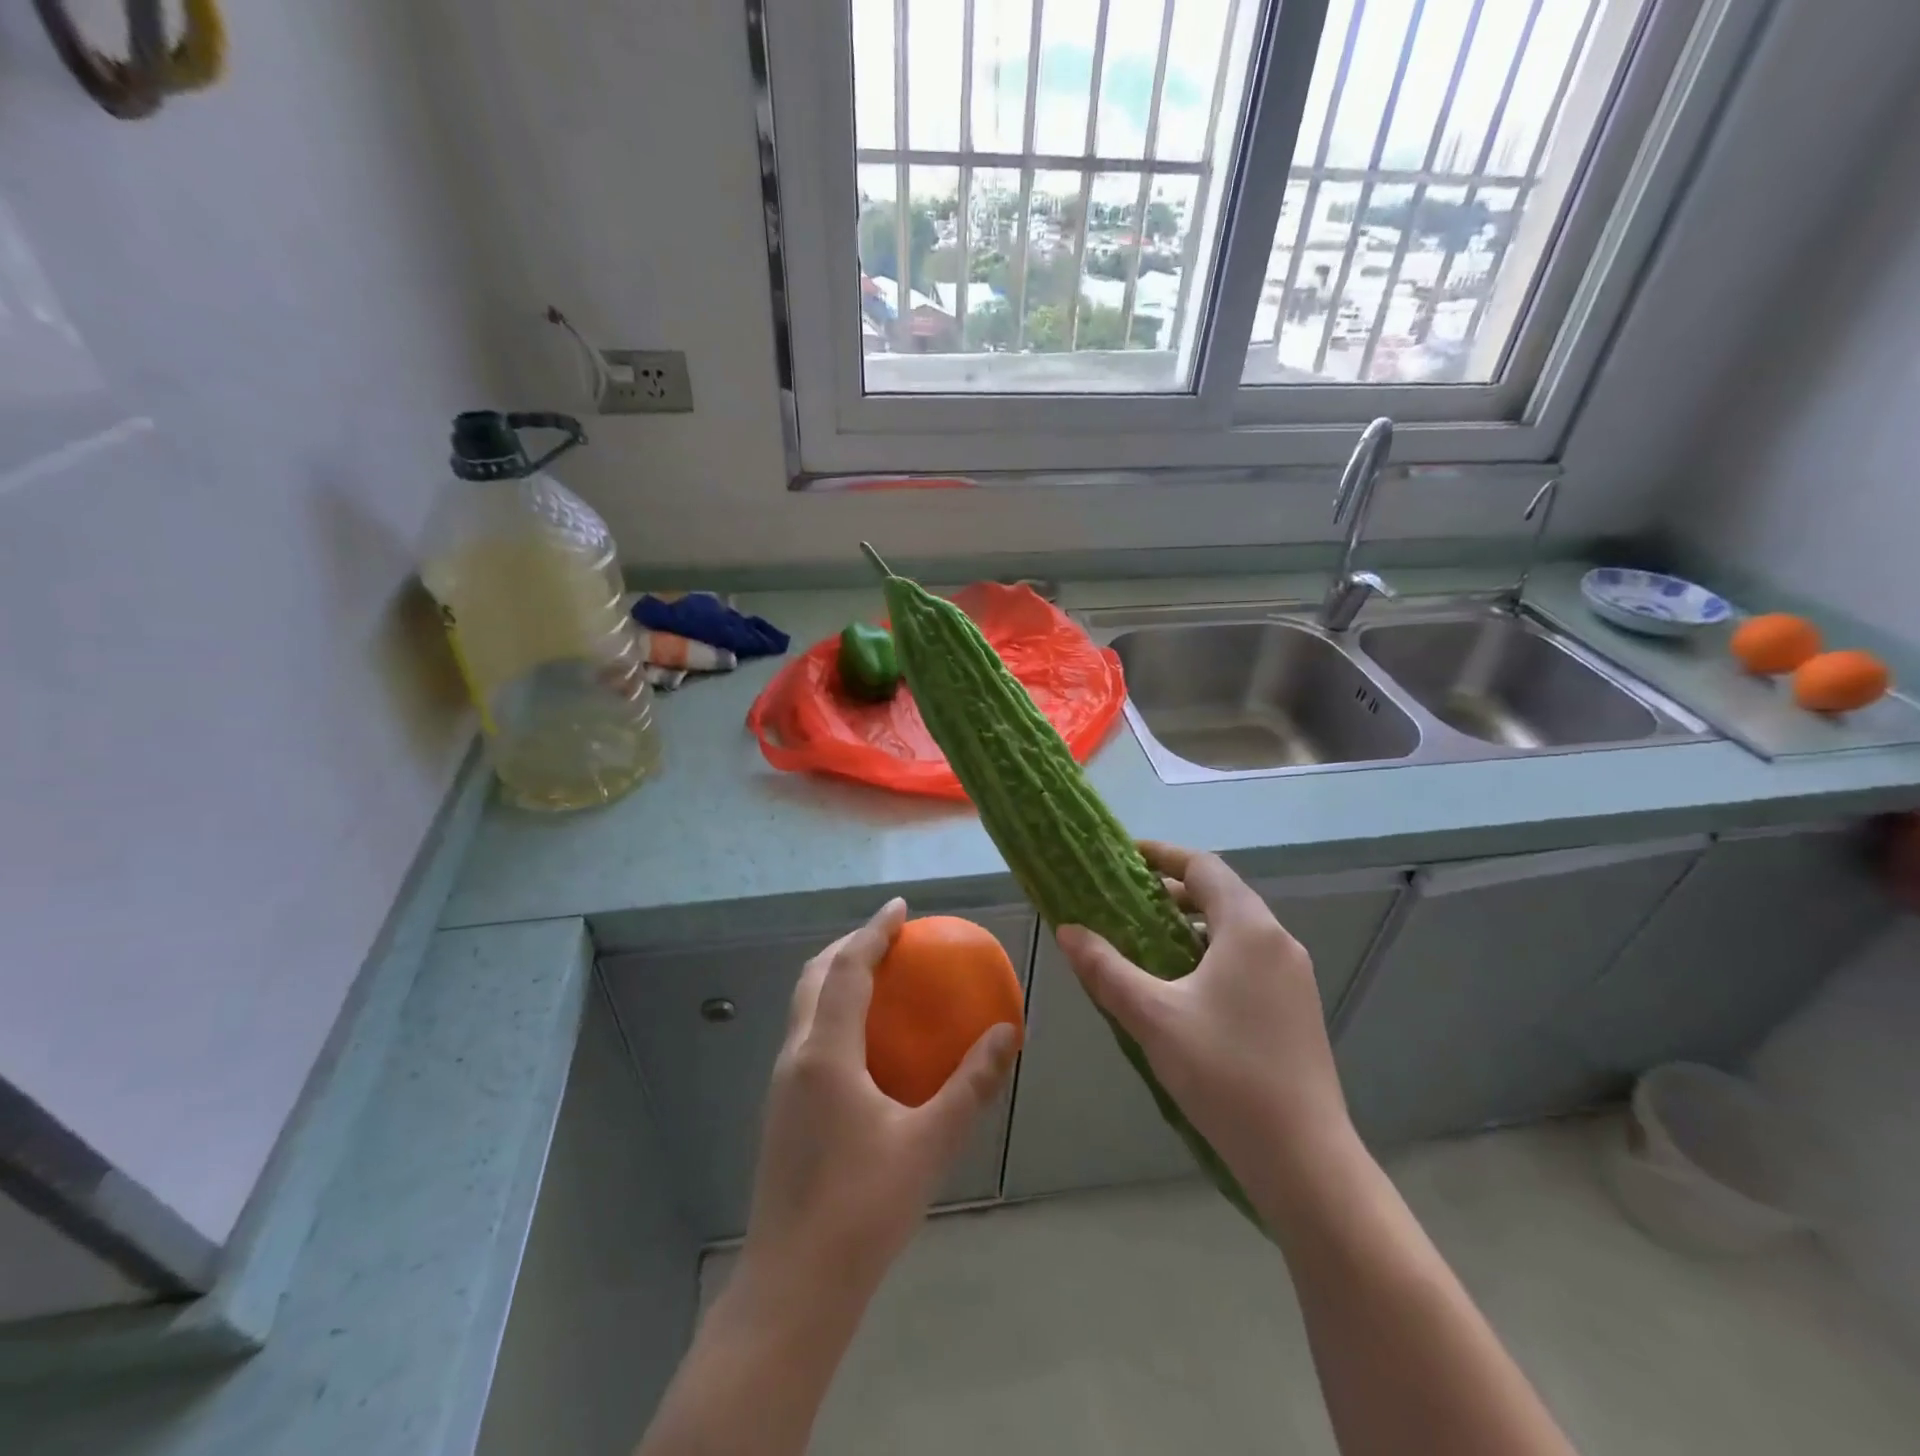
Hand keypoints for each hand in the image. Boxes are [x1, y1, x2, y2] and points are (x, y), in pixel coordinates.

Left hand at [738, 899, 1018, 1309]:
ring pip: (804, 1006)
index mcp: (826, 1053)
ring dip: (836, 978)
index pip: (848, 969)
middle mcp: (796, 1056)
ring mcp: (782, 1084)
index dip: (873, 931)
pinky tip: (866, 1043)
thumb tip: (1007, 1033)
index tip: (901, 908)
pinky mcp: (781, 1109)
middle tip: (890, 938)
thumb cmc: (863, 1210)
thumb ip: (971, 1084)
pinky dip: (833, 1012)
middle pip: (814, 977)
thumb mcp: (930, 1144)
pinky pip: (807, 1035)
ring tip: (880, 979)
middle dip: (849, 946)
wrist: (794, 1288)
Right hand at [1055, 842, 1356, 1201]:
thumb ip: (1106, 969)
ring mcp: (1293, 976)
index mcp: (1249, 929)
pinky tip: (1181, 987)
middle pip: (1221, 894)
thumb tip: (1068, 930)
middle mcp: (1278, 941)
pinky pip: (1247, 959)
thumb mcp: (1152, 1016)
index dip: (1163, 855)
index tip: (1125, 856)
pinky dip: (1211, 954)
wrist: (1303, 1158)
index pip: (1203, 867)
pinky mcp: (1296, 1007)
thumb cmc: (1224, 1073)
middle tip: (1124, 901)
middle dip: (1172, 892)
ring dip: (1191, 925)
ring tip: (1145, 942)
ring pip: (1235, 930)